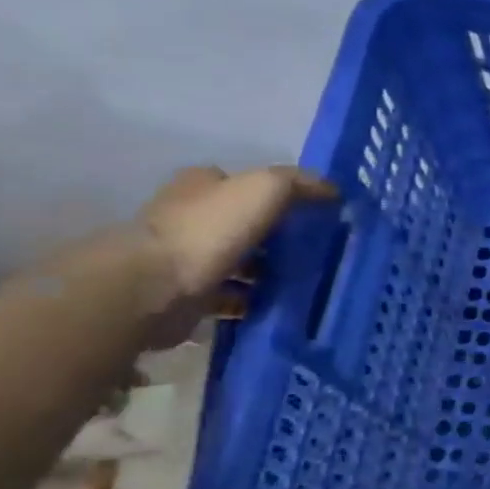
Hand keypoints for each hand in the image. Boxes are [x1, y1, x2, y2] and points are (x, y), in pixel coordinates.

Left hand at [135, 166, 335, 344]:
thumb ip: (299, 183)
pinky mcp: (187, 294)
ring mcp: (185, 258)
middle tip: (312, 251)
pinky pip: (230, 296)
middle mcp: (188, 217)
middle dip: (273, 237)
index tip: (308, 214)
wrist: (157, 286)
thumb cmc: (210, 229)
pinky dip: (252, 301)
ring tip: (302, 281)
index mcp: (200, 186)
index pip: (240, 183)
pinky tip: (277, 305)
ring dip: (264, 272)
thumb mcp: (265, 189)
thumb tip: (333, 190)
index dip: (274, 195)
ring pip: (236, 262)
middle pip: (240, 224)